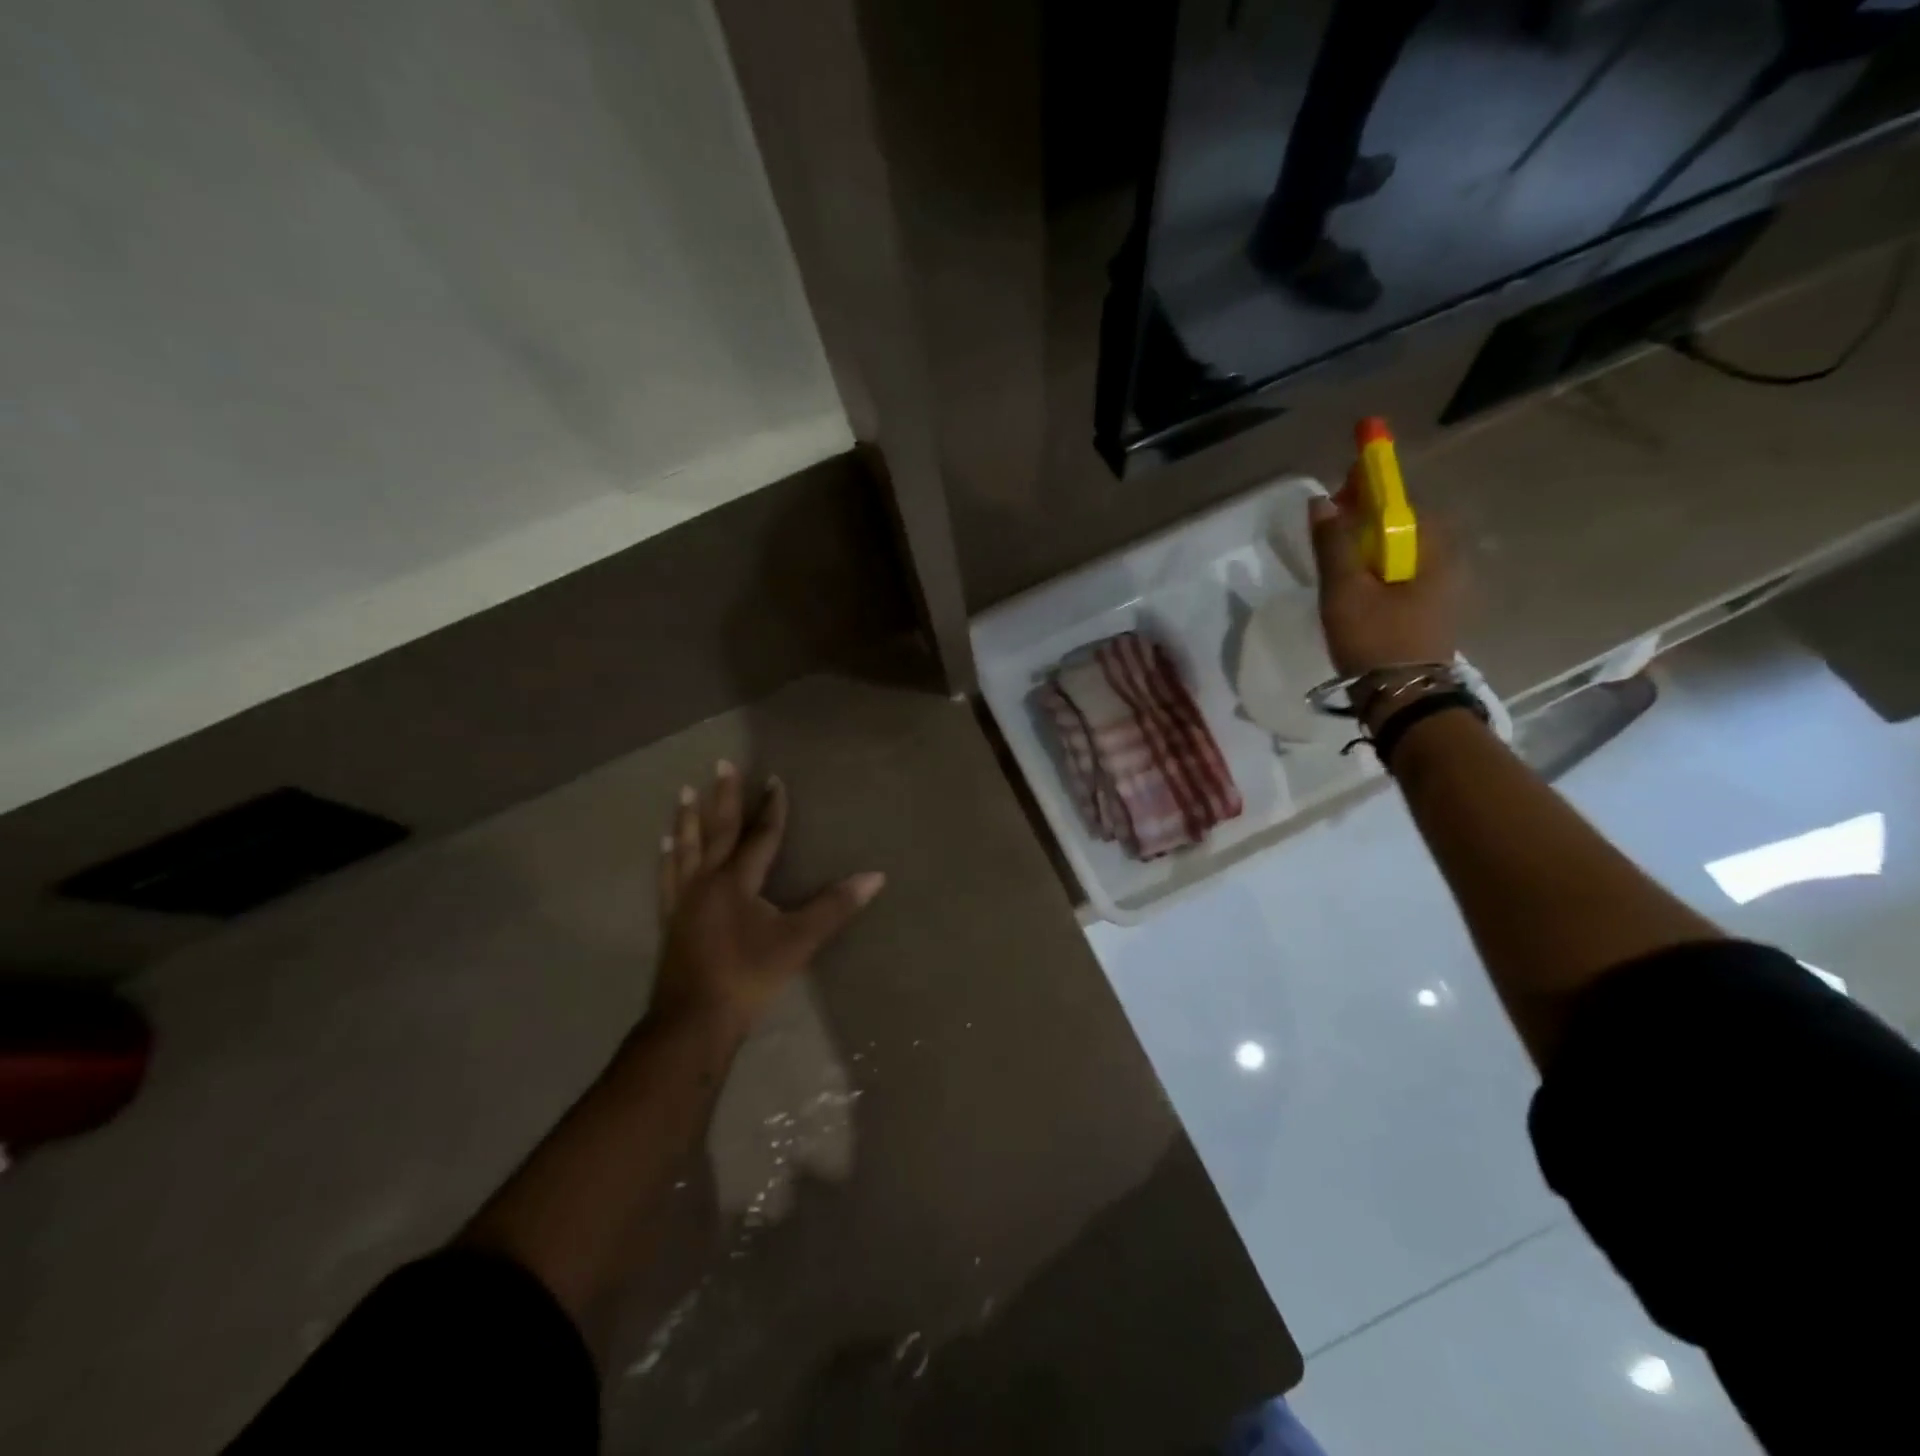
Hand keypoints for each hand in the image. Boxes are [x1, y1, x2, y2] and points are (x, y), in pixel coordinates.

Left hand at [651, 763, 884, 1042]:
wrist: (693, 1021)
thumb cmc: (749, 977)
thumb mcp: (798, 941)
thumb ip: (835, 906)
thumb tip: (875, 876)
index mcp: (736, 881)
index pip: (759, 835)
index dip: (770, 808)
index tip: (774, 779)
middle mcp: (706, 881)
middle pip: (717, 831)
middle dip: (722, 797)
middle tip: (721, 764)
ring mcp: (683, 900)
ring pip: (686, 849)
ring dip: (687, 819)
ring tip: (684, 793)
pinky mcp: (671, 920)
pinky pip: (667, 877)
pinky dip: (667, 858)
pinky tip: (663, 847)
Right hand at [1308, 473, 1459, 680]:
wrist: (1404, 700)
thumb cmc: (1375, 640)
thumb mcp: (1344, 591)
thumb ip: (1333, 543)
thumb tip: (1321, 500)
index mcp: (1432, 549)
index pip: (1399, 501)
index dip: (1368, 489)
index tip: (1339, 488)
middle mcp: (1448, 561)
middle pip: (1402, 525)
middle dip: (1367, 517)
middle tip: (1331, 523)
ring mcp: (1444, 588)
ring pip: (1402, 551)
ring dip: (1370, 545)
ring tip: (1337, 556)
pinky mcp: (1432, 610)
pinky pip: (1403, 574)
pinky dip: (1378, 569)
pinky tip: (1356, 585)